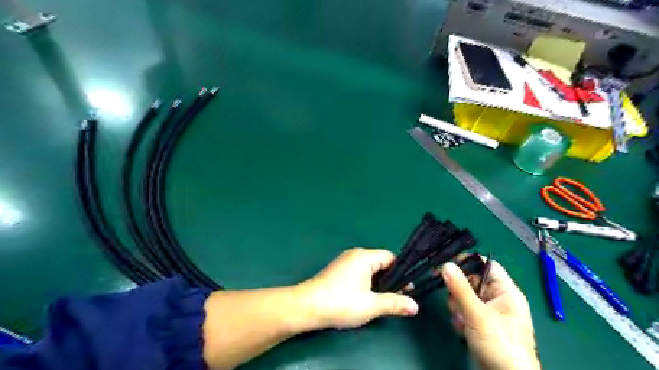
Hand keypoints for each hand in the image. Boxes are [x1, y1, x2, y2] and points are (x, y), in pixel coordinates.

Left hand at [297, 248, 418, 328]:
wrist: (307, 307)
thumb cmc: (341, 302)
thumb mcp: (371, 305)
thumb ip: (394, 303)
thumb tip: (415, 306)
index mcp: (364, 256)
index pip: (390, 258)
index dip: (402, 273)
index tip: (409, 289)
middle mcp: (354, 255)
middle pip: (380, 263)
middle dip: (391, 280)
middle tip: (398, 297)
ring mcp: (344, 262)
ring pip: (369, 270)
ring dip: (378, 283)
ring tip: (383, 300)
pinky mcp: (337, 271)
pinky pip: (359, 273)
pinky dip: (366, 284)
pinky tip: (366, 298)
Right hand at [442, 260, 540, 369]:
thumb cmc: (500, 345)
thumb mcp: (478, 314)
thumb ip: (460, 289)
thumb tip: (446, 264)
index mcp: (506, 292)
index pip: (486, 265)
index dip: (468, 262)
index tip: (447, 264)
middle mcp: (497, 299)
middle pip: (471, 281)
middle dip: (459, 291)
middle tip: (454, 301)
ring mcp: (488, 313)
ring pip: (465, 297)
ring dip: (457, 307)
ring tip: (461, 320)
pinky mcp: (480, 324)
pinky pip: (464, 311)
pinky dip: (459, 318)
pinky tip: (462, 329)